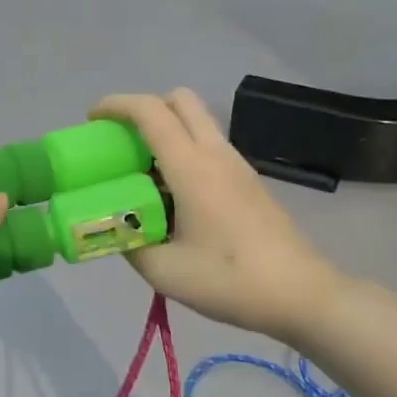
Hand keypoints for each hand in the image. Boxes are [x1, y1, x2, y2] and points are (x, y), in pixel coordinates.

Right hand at [92, 90, 348, 341]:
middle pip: (180, 101)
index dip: (116, 105)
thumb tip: (115, 230)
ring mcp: (237, 166)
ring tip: (141, 172)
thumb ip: (129, 245)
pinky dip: (182, 152)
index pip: (150, 111)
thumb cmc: (231, 281)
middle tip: (121, 140)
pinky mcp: (248, 182)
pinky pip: (208, 147)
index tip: (92, 119)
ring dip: (165, 131)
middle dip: (144, 108)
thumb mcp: (164, 271)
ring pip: (197, 123)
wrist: (304, 296)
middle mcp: (215, 154)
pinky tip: (172, 195)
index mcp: (192, 167)